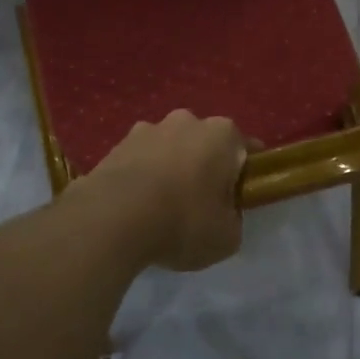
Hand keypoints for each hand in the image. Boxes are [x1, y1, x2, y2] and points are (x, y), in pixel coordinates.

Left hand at [77, 111, 248, 270]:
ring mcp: (147, 129)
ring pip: (169, 148)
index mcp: (222, 134)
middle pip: (204, 144)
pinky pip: (140, 161)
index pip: (246, 149)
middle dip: (204, 166)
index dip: (245, 174)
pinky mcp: (116, 144)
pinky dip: (142, 176)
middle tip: (201, 203)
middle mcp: (186, 121)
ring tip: (162, 206)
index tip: (239, 198)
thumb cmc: (183, 222)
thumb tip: (223, 213)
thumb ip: (232, 219)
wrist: (113, 218)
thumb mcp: (226, 237)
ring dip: (170, 168)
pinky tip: (136, 205)